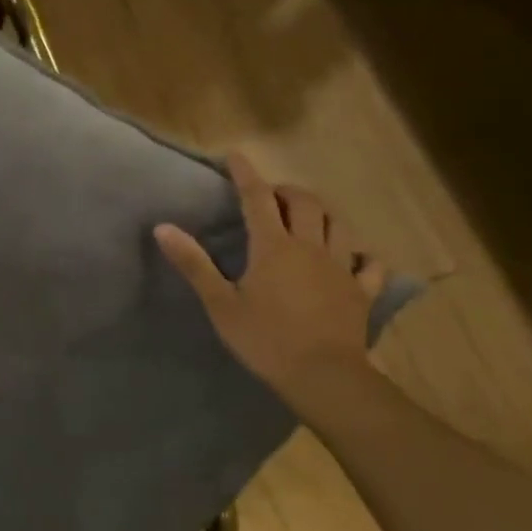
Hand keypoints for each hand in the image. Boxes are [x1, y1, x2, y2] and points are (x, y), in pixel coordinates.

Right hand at [154, 153, 387, 404]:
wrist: (322, 375)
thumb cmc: (264, 339)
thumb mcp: (220, 303)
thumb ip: (194, 263)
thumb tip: (163, 227)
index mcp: (273, 246)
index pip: (258, 198)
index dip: (246, 173)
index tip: (236, 155)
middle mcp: (310, 246)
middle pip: (305, 203)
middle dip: (287, 191)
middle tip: (271, 195)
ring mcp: (341, 267)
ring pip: (338, 225)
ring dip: (322, 214)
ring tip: (308, 217)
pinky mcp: (361, 291)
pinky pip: (368, 264)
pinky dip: (360, 255)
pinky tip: (354, 258)